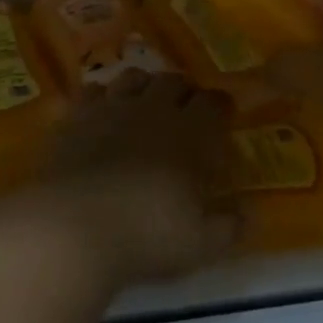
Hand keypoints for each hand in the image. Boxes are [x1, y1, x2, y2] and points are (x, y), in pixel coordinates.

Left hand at [31, 70, 239, 289]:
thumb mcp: (201, 244)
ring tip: (144, 104)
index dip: (220, 107)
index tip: (222, 117)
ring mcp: (112, 108)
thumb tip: (248, 213)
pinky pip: (93, 90)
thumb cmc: (147, 236)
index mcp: (192, 133)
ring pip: (134, 77)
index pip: (215, 102)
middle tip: (184, 112)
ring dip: (145, 86)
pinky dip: (103, 97)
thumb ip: (229, 226)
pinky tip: (102, 112)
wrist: (74, 227)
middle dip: (184, 91)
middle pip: (174, 81)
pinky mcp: (76, 116)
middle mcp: (154, 109)